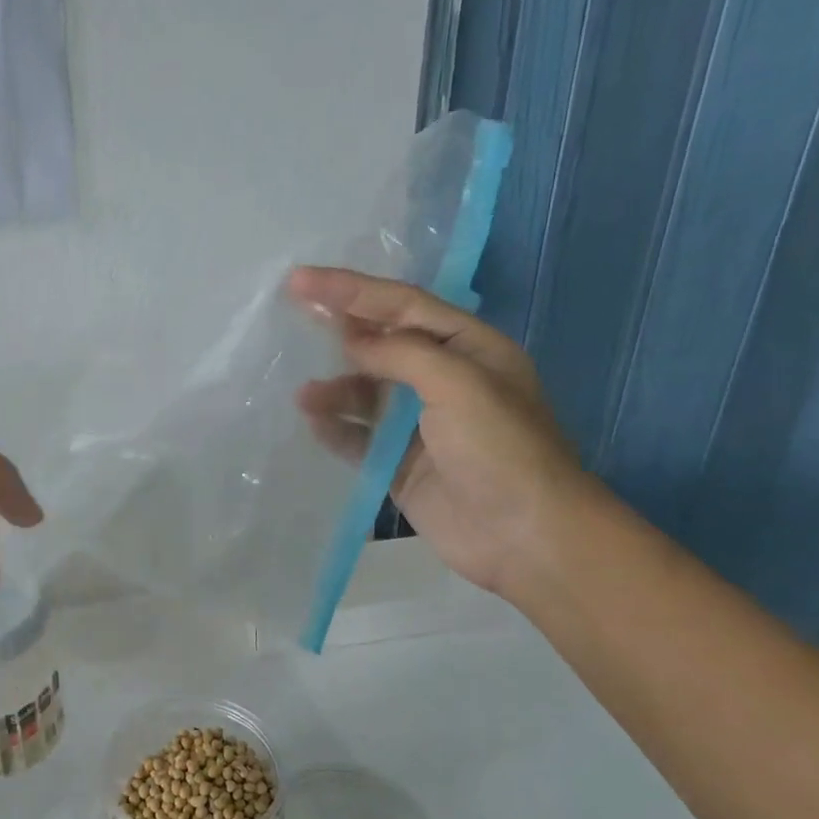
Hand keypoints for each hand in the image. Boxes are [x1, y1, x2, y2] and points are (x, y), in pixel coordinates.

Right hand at [288, 267, 590, 598]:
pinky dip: (336, 428)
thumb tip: (351, 341)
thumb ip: (401, 354)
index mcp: (468, 348)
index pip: (402, 305)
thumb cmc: (500, 449)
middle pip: (381, 343)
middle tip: (291, 313)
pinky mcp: (401, 464)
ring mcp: (420, 425)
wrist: (526, 537)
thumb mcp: (459, 384)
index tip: (301, 281)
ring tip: (304, 394)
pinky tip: (313, 422)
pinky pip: (359, 438)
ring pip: (366, 393)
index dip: (351, 289)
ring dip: (335, 388)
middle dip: (339, 329)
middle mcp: (443, 379)